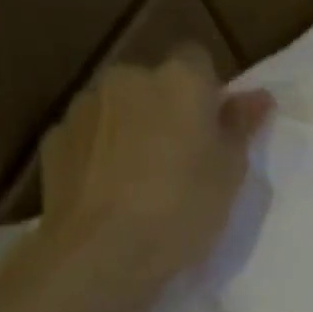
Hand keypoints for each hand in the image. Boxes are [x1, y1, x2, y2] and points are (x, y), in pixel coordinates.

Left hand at [37, 44, 272, 295]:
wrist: (102, 252)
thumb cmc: (184, 207)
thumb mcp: (230, 171)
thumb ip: (241, 125)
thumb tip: (258, 96)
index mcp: (179, 81)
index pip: (198, 59)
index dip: (209, 90)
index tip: (215, 127)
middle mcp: (128, 79)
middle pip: (155, 83)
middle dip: (168, 109)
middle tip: (186, 157)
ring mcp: (84, 107)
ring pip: (120, 108)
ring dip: (134, 129)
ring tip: (145, 179)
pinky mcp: (54, 138)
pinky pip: (91, 136)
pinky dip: (103, 152)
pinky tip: (113, 190)